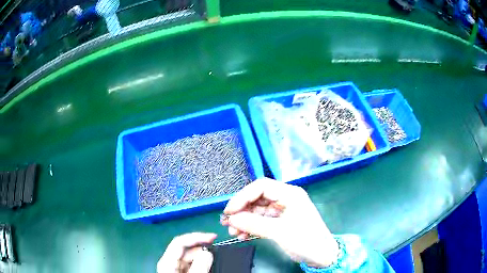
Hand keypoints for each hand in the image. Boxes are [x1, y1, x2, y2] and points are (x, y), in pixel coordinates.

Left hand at [157, 232, 215, 272]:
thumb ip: (198, 266)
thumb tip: (207, 252)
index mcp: (167, 261)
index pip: (180, 241)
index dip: (197, 236)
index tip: (213, 236)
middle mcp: (169, 262)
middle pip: (186, 249)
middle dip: (202, 247)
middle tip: (216, 249)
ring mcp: (175, 268)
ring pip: (190, 257)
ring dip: (202, 256)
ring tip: (215, 258)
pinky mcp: (180, 272)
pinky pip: (192, 264)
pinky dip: (201, 263)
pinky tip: (208, 265)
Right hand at [222, 178, 338, 267]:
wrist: (322, 256)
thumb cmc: (306, 240)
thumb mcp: (280, 232)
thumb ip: (254, 224)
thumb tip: (231, 219)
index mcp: (290, 194)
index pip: (261, 187)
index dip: (243, 196)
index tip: (230, 211)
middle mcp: (285, 199)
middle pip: (257, 198)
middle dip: (241, 210)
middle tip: (228, 222)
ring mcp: (283, 211)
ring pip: (257, 210)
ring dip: (244, 220)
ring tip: (233, 232)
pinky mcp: (280, 222)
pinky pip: (261, 221)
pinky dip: (251, 227)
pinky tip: (242, 235)